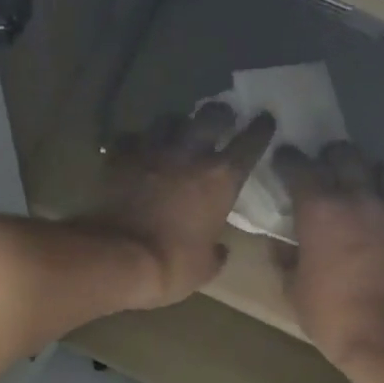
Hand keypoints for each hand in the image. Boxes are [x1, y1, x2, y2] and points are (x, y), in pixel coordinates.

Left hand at [74, 103, 274, 308]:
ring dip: (176, 124)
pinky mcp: (119, 158)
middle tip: (221, 118)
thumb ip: (217, 251)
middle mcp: (190, 154)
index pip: (251, 141)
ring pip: (169, 119)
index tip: (264, 120)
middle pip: (211, 115)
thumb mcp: (206, 267)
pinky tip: (137, 151)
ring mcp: (152, 151)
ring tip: (176, 132)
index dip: (260, 129)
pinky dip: (136, 143)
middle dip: (220, 114)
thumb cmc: (172, 265)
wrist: (118, 258)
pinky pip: (131, 139)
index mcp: (221, 179)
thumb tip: (220, 248)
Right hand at [273, 142, 383, 366]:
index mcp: (320, 210)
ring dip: (374, 174)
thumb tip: (282, 245)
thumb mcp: (295, 292)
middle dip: (332, 158)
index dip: (289, 160)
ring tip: (368, 189)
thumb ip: (286, 260)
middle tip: (327, 171)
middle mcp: (360, 197)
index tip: (284, 161)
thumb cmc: (334, 317)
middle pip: (346, 154)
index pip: (299, 166)